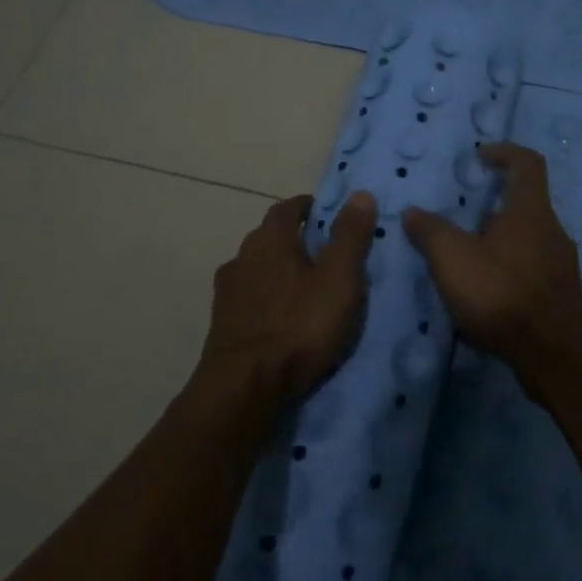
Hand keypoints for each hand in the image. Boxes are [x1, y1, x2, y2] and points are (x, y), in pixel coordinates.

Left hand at [197, 190, 377, 405]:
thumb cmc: (299, 326)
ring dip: (279, 272)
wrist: (244, 387)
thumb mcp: (339, 279)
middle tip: (324, 255)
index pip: (287, 207)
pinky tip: (282, 319)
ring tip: (305, 290)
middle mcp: (242, 257)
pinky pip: (250, 299)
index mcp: (269, 239)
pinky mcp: (222, 324)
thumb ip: (350, 236)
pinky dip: (267, 300)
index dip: (308, 207)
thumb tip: (359, 193)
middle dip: (294, 240)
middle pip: (269, 238)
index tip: (327, 214)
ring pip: (257, 269)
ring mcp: (227, 292)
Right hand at [402, 143, 581, 398]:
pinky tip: (485, 293)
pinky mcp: (560, 294)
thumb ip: (430, 231)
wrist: (554, 355)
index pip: (527, 162)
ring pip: (528, 238)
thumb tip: (413, 212)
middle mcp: (553, 230)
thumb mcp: (453, 259)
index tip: (480, 157)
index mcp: (531, 211)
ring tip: (466, 258)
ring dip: (499, 240)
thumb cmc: (502, 294)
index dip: (504, 152)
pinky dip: (507, 269)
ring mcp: (561, 264)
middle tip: (460, 218)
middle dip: (493, 205)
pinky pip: (531, 268)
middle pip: (525, 203)